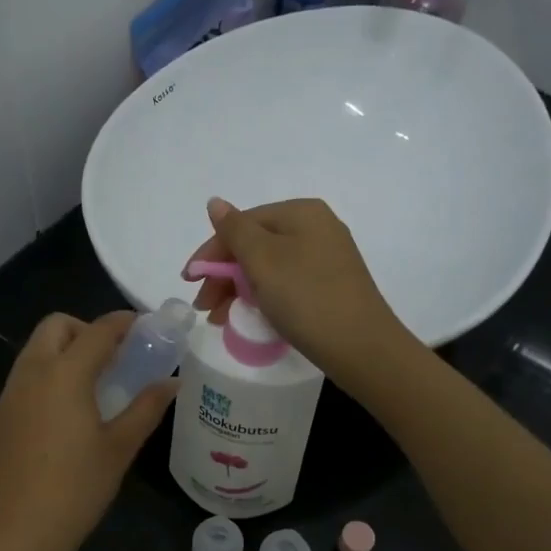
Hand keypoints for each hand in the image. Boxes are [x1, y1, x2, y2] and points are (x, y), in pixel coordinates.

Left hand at [0, 311, 175, 550]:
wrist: (10, 537)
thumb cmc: (73, 492)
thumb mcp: (118, 449)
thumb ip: (146, 408)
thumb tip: (172, 382)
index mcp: (63, 374)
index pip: (98, 330)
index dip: (124, 323)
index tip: (146, 328)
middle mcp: (30, 374)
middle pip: (56, 327)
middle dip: (87, 330)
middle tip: (116, 359)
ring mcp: (8, 396)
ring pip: (36, 351)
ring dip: (65, 352)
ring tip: (95, 387)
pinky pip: (25, 379)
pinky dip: (48, 377)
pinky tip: (67, 415)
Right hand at [183, 197, 410, 390]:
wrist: (361, 347)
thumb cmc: (306, 297)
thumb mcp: (263, 260)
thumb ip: (234, 230)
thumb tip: (215, 202)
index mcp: (301, 213)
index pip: (242, 224)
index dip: (211, 252)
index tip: (189, 282)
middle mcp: (317, 228)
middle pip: (255, 245)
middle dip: (224, 275)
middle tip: (203, 307)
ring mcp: (327, 258)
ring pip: (268, 268)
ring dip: (238, 290)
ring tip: (220, 319)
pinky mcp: (331, 286)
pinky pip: (286, 284)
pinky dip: (262, 298)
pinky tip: (249, 318)